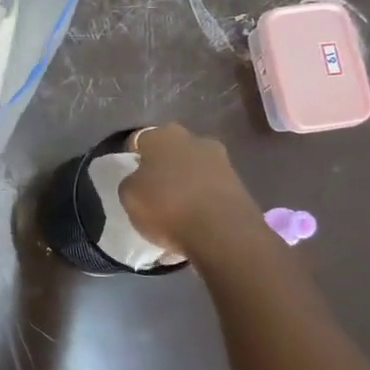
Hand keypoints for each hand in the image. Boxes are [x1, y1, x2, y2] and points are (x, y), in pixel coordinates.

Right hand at [118, 123, 259, 255]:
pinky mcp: (240, 184)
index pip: (140, 140)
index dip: (133, 158)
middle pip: (172, 150)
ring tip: (176, 207)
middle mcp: (194, 138)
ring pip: (194, 167)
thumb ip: (131, 181)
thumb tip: (140, 179)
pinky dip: (203, 197)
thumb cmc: (167, 206)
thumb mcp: (129, 196)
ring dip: (186, 181)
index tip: (130, 177)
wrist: (223, 233)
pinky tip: (195, 217)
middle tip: (153, 190)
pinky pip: (211, 187)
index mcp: (162, 135)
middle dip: (164, 165)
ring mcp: (221, 160)